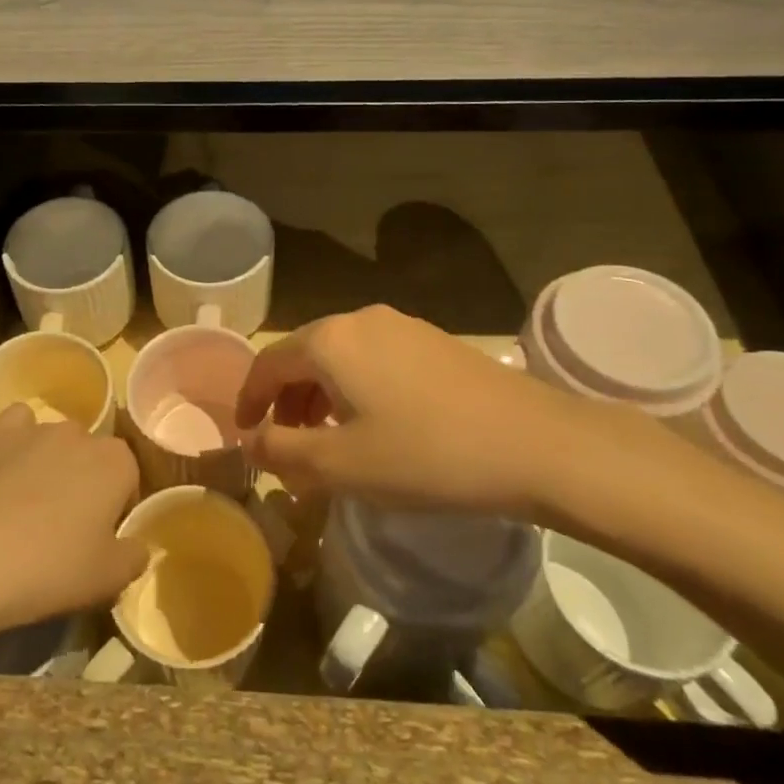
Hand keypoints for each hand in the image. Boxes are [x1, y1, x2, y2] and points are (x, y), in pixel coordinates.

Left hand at [0, 405, 146, 632]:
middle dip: (84, 483)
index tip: (98, 540)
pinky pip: (16, 427)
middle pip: (91, 458)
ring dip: (49, 466)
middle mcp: (81, 433)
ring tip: (26, 508)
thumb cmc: (52, 568)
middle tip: (64, 528)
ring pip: (54, 443)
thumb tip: (136, 546)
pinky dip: (15, 443)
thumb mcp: (110, 580)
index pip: (128, 480)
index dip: (115, 510)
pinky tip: (4, 471)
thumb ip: (134, 557)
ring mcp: (36, 428)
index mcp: (117, 462)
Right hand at [236, 304, 643, 519]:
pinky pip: (374, 359)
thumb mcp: (342, 465)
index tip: (245, 434)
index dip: (249, 399)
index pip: (268, 363)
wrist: (537, 445)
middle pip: (304, 355)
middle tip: (285, 442)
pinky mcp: (434, 341)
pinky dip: (356, 388)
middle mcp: (361, 319)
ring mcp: (402, 326)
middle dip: (286, 399)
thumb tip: (249, 442)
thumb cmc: (427, 455)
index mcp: (330, 341)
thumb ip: (282, 452)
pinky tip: (375, 424)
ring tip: (327, 438)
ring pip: (341, 356)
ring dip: (321, 395)